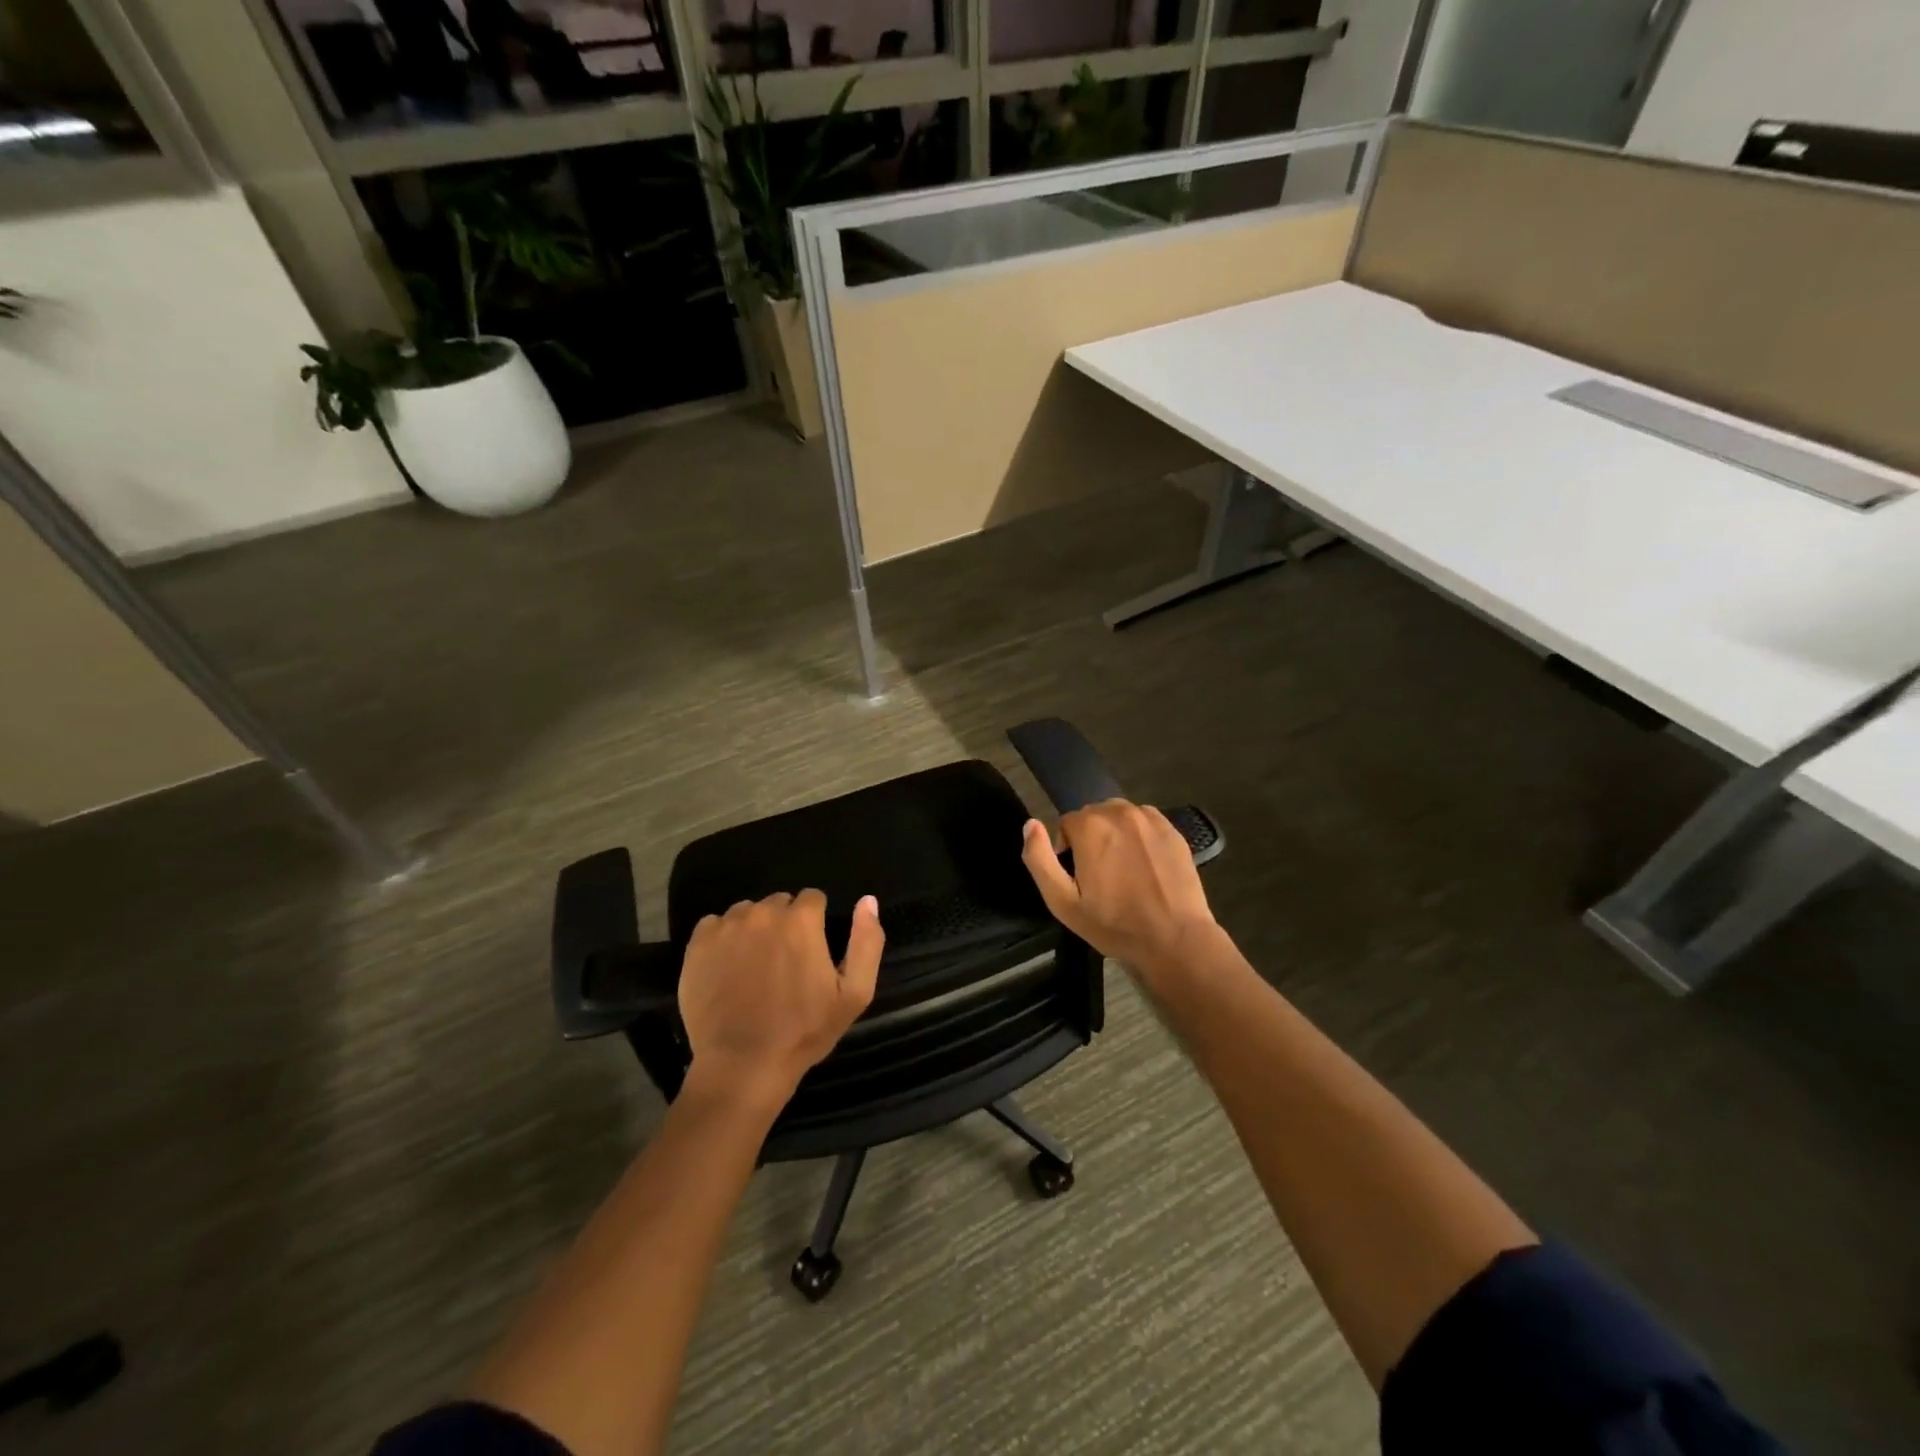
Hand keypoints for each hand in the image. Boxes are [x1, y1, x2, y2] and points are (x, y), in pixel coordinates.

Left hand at [677, 890, 883, 1110]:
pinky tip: (728, 968)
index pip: (813, 899)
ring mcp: (727, 927)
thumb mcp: (855, 994)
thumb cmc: (804, 1031)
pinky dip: (723, 940)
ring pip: (747, 913)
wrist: (743, 1065)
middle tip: (783, 963)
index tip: (811, 951)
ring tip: (754, 967)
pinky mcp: (698, 944)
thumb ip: (867, 942)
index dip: (815, 923)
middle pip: (779, 903)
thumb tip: (867, 901)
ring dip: (754, 930)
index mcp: (801, 920)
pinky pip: (714, 925)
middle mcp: (763, 913)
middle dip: (785, 924)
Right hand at [1021, 801, 1218, 982]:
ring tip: (1123, 869)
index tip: (1078, 877)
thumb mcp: (1062, 902)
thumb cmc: (1114, 924)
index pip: (1066, 823)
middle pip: (1093, 815)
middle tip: (1099, 875)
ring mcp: (1150, 819)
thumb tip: (1030, 824)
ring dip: (1115, 834)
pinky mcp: (1173, 830)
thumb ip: (1039, 859)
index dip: (1067, 849)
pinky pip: (1145, 822)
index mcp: (1090, 826)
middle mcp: (1119, 812)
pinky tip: (1145, 865)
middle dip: (1090, 838)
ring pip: (1120, 816)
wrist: (1174, 939)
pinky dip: (1139, 836)